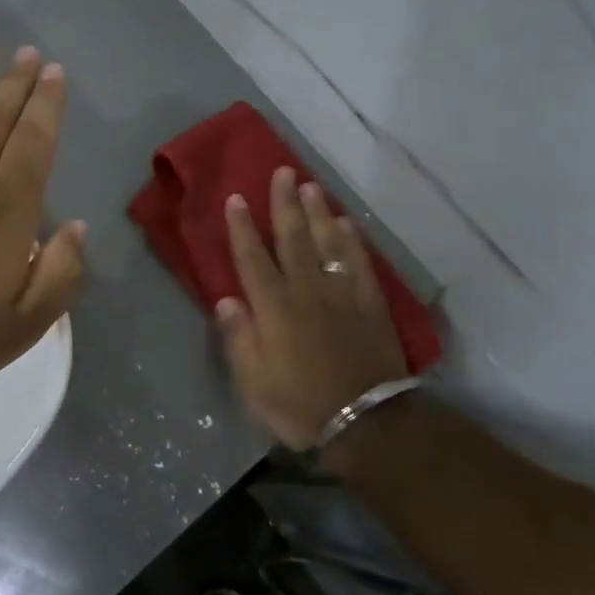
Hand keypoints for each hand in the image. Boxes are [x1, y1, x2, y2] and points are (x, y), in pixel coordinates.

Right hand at [217, 167, 407, 450]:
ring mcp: (340, 294)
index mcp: (273, 307)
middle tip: (282, 172)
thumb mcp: (253, 381)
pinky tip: (346, 223)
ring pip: (327, 242)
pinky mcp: (369, 303)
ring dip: (317, 212)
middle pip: (293, 238)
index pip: (252, 258)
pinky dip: (352, 241)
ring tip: (310, 185)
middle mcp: (306, 290)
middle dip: (284, 203)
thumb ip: (239, 337)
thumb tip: (226, 299)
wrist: (366, 422)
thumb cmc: (299, 404)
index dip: (242, 227)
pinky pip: (358, 263)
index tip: (236, 198)